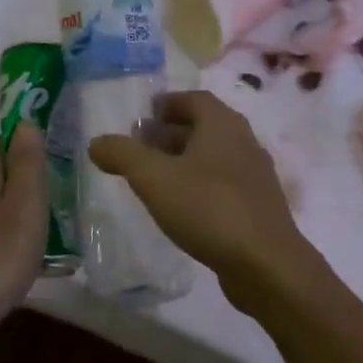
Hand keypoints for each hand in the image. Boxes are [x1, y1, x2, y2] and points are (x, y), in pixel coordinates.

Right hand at [88, 92, 313, 300]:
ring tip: (154, 179)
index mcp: (223, 125)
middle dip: (171, 133)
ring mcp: (255, 176)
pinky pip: (223, 184)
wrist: (265, 264)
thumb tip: (96, 142)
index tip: (144, 115)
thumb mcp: (154, 178)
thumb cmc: (208, 208)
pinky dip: (199, 185)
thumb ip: (123, 155)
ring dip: (184, 161)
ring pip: (214, 157)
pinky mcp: (258, 207)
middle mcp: (244, 142)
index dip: (168, 103)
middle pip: (205, 127)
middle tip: (140, 148)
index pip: (195, 99)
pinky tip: (181, 208)